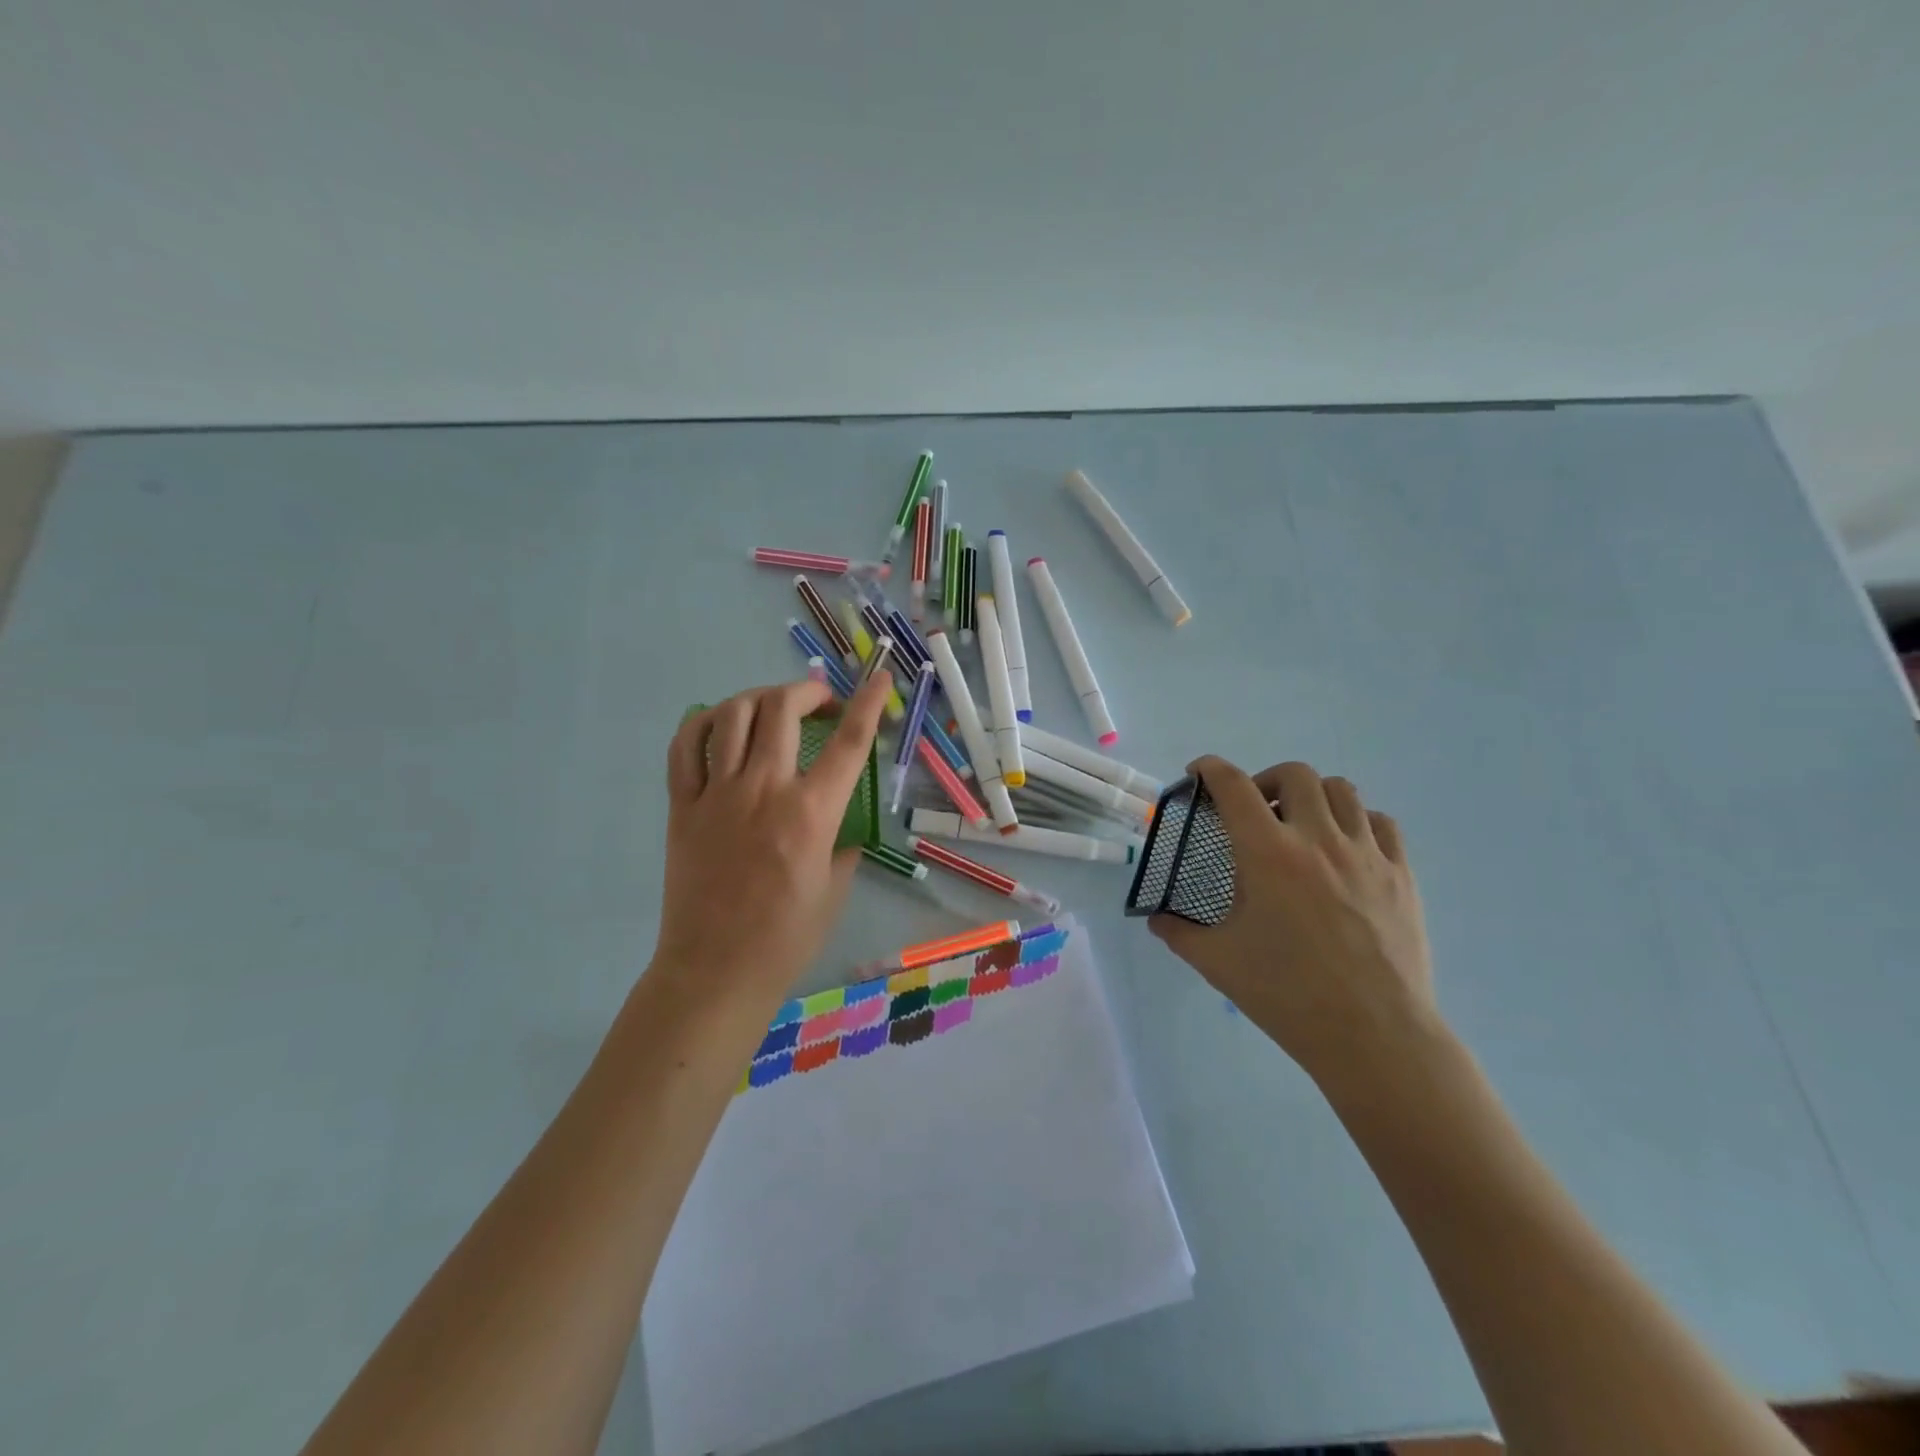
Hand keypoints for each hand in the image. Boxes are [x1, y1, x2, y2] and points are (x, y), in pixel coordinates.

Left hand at [652, 671, 890, 1006]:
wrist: (716, 971)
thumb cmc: (786, 937)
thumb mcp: (835, 889)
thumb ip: (842, 843)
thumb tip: (840, 820)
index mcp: (811, 813)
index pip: (848, 742)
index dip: (869, 703)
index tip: (879, 679)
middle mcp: (764, 790)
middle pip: (783, 708)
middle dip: (809, 691)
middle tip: (821, 703)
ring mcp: (717, 794)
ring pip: (734, 715)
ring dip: (760, 698)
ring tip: (774, 708)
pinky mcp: (682, 806)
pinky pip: (686, 746)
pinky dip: (705, 723)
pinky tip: (721, 726)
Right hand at [1150, 758, 1437, 1082]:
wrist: (1373, 1035)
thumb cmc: (1287, 994)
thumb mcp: (1217, 962)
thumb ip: (1178, 932)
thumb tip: (1156, 919)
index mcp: (1268, 854)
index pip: (1233, 786)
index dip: (1210, 769)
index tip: (1199, 773)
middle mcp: (1318, 840)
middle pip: (1294, 775)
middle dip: (1265, 781)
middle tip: (1254, 811)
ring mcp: (1366, 854)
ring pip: (1342, 790)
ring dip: (1312, 796)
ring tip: (1300, 826)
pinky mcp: (1400, 874)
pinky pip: (1380, 823)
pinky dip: (1356, 822)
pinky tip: (1345, 850)